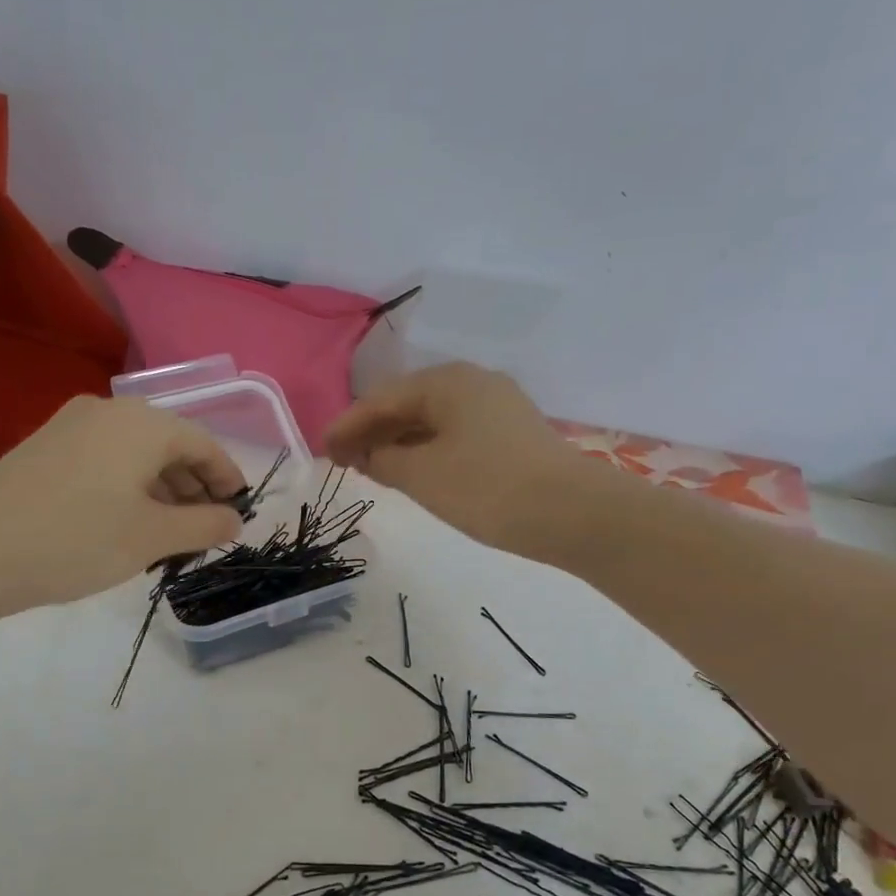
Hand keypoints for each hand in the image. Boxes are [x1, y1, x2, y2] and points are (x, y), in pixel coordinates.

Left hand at [0, 395, 246, 617]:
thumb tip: (234, 519)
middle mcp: (109, 411)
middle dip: (194, 487)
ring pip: (136, 454)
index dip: (228, 478)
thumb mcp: (153, 537)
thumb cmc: (77, 539)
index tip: (240, 511)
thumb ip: (205, 525)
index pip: (204, 444)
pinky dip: (130, 487)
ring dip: (162, 490)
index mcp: (143, 423)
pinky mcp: (46, 448)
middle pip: (170, 445)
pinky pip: (106, 460)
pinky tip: (128, 523)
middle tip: (207, 529)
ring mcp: (72, 426)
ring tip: (171, 534)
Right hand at [325, 363, 590, 552]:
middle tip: (344, 461)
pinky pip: (455, 433)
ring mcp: (498, 406)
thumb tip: (366, 453)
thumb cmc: (488, 488)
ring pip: (433, 420)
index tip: (322, 450)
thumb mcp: (423, 476)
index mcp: (447, 381)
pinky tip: (416, 471)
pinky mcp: (513, 433)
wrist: (573, 514)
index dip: (347, 425)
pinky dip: (428, 449)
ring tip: (374, 469)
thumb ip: (383, 460)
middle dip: (373, 432)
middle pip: (408, 403)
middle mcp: (473, 382)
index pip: (381, 399)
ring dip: (400, 442)